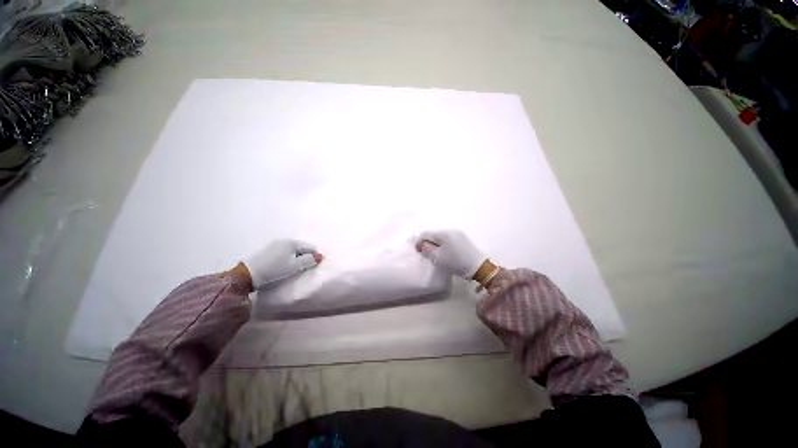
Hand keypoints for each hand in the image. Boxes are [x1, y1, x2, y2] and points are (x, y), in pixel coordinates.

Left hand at [243, 239, 322, 288]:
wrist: (248, 274)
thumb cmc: (275, 269)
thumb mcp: (294, 266)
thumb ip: (309, 260)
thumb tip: (320, 256)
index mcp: (293, 243)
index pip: (310, 247)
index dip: (315, 255)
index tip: (313, 265)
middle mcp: (285, 240)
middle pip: (302, 247)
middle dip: (306, 255)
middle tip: (304, 267)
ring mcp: (275, 244)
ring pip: (293, 249)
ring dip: (297, 257)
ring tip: (294, 267)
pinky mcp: (268, 249)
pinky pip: (284, 251)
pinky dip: (288, 257)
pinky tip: (284, 265)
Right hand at [416, 229, 486, 278]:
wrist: (478, 266)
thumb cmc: (456, 262)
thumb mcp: (438, 257)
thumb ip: (427, 249)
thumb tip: (420, 244)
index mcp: (443, 233)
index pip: (426, 234)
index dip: (419, 241)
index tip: (418, 251)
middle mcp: (450, 230)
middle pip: (434, 234)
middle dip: (428, 242)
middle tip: (426, 253)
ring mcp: (458, 233)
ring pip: (441, 236)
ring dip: (436, 243)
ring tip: (436, 253)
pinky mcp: (463, 238)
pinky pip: (448, 238)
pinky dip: (443, 243)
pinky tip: (445, 251)